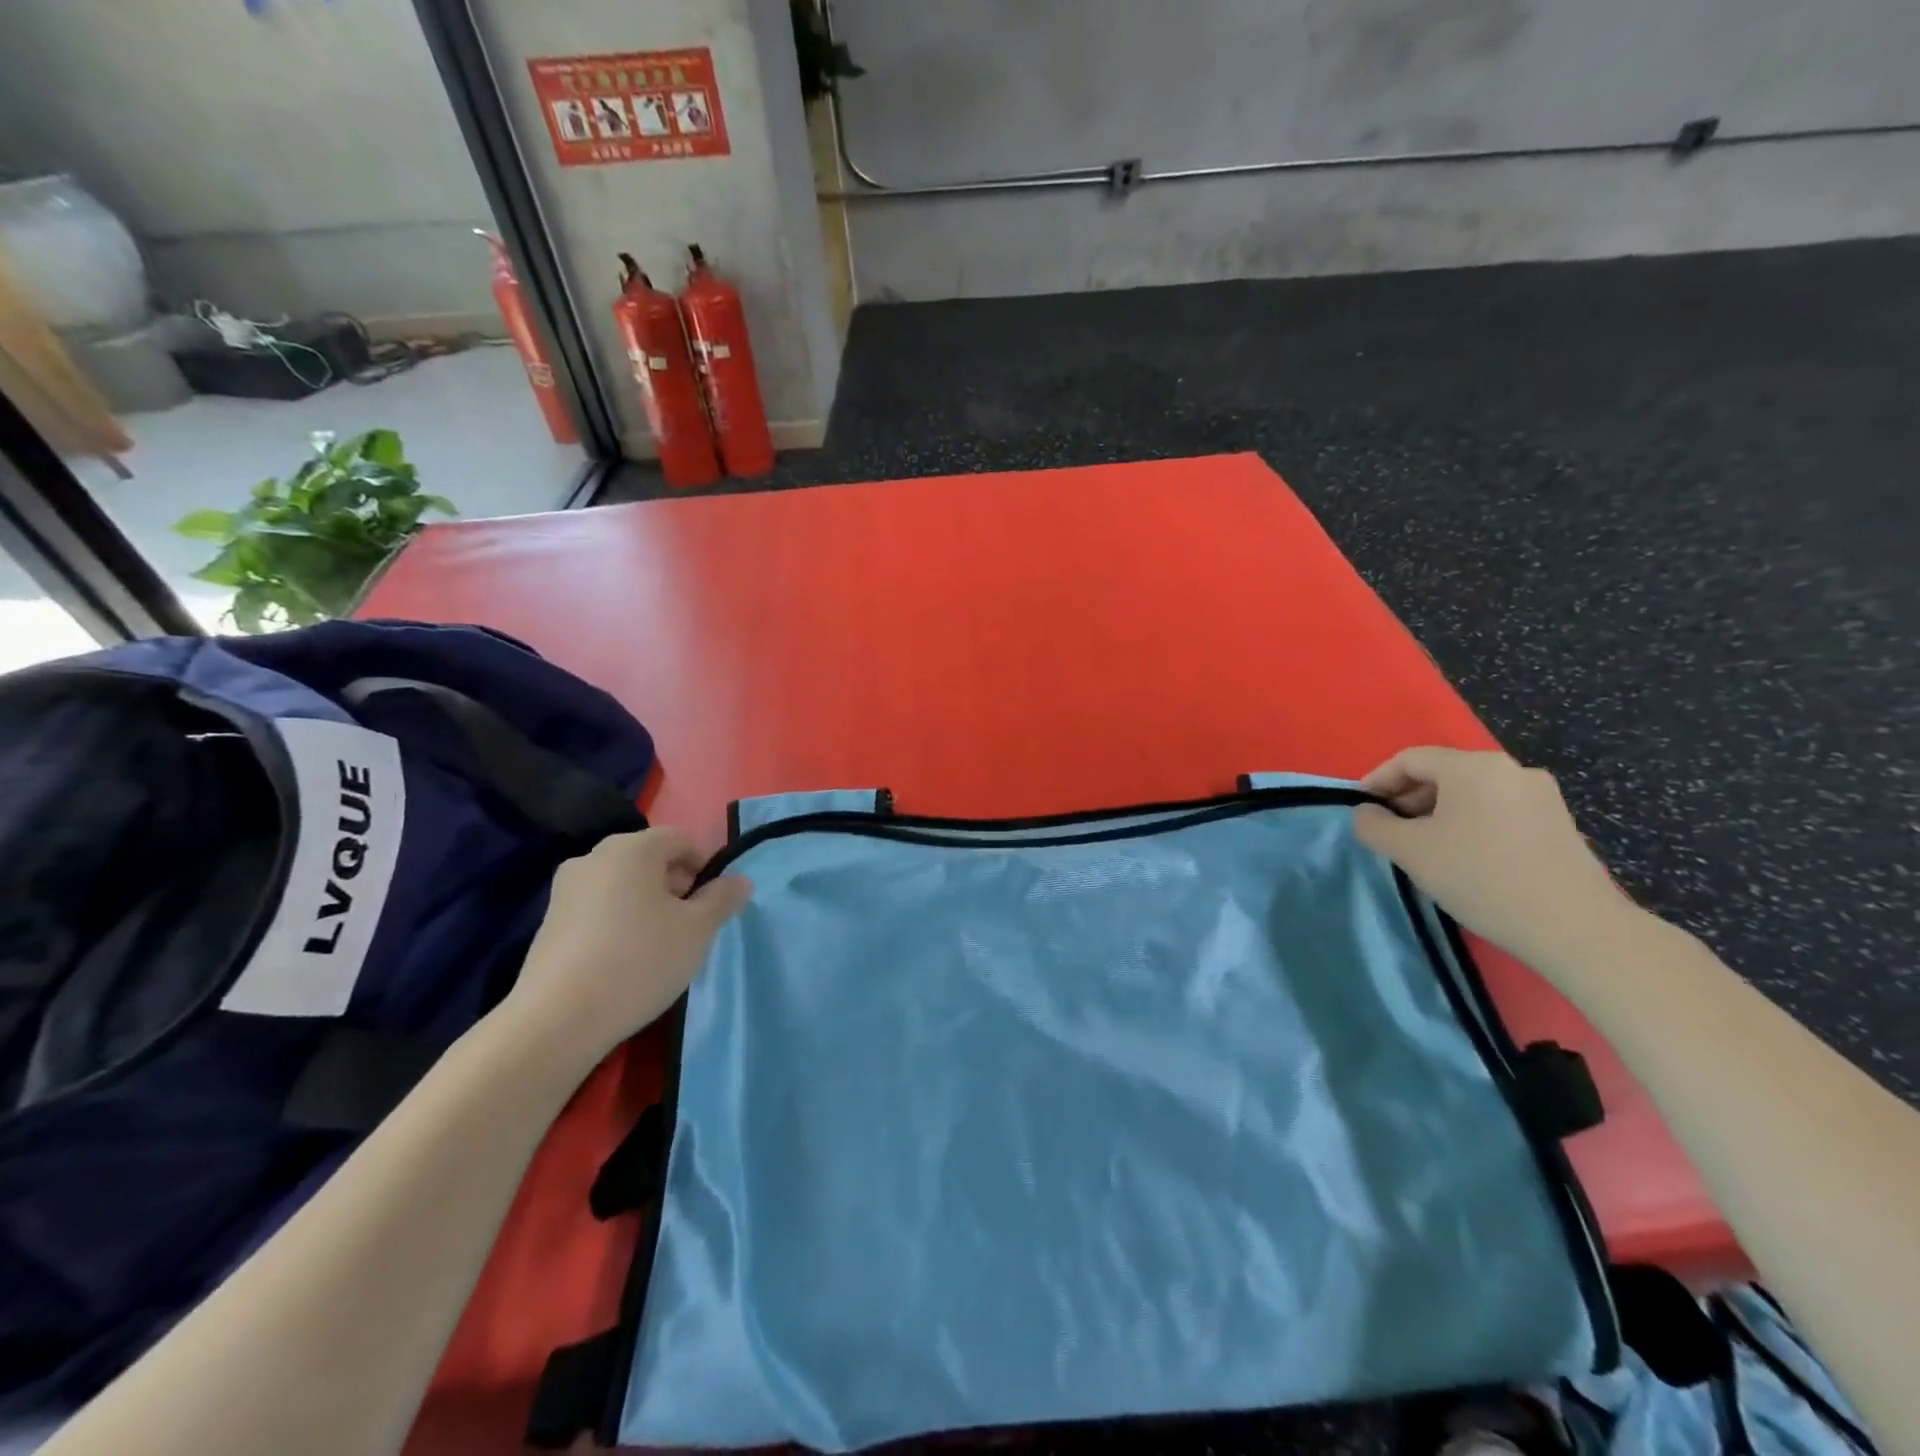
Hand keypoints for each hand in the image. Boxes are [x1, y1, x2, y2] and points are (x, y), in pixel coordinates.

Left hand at [501, 828, 750, 1066]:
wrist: (557, 1020)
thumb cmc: (640, 960)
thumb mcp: (698, 930)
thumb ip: (722, 898)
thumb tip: (738, 880)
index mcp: (633, 848)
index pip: (682, 839)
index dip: (706, 866)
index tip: (714, 904)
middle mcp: (595, 856)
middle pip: (651, 858)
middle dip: (677, 885)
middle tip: (691, 925)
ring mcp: (566, 889)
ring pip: (624, 883)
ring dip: (649, 903)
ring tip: (661, 945)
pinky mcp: (549, 921)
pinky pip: (599, 907)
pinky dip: (620, 920)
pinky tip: (626, 959)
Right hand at [1352, 747, 1627, 976]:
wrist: (1575, 927)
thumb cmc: (1480, 877)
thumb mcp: (1410, 851)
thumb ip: (1374, 826)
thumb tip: (1367, 814)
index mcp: (1473, 766)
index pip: (1410, 760)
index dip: (1377, 781)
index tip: (1360, 809)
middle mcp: (1510, 769)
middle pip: (1443, 773)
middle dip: (1408, 798)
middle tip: (1388, 831)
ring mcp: (1541, 795)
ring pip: (1471, 793)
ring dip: (1437, 813)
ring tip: (1423, 848)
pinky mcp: (1558, 823)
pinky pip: (1497, 810)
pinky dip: (1469, 824)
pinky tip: (1463, 857)